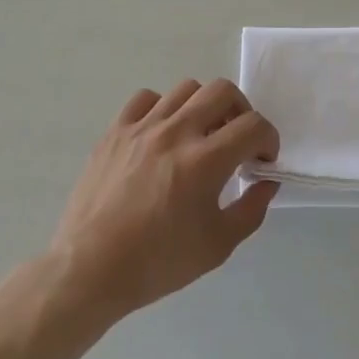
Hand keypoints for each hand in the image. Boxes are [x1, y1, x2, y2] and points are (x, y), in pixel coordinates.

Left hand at [49, 79, 279, 321]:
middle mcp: (176, 132)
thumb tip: (266, 182)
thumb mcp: (217, 246)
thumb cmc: (157, 262)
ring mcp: (142, 127)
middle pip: (222, 91)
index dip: (269, 139)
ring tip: (200, 134)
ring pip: (185, 89)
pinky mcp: (115, 131)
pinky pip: (146, 99)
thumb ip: (251, 209)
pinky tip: (162, 133)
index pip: (253, 126)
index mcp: (205, 161)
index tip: (263, 159)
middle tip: (237, 139)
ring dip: (204, 106)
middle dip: (241, 111)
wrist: (90, 269)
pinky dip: (162, 108)